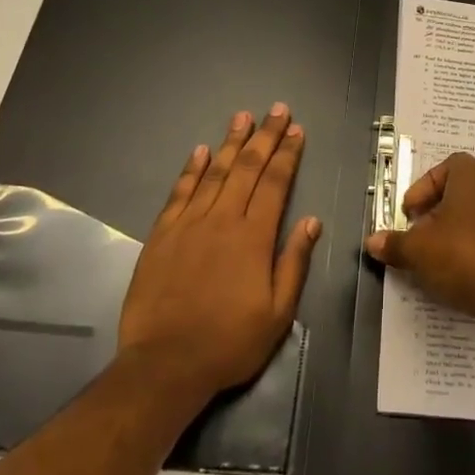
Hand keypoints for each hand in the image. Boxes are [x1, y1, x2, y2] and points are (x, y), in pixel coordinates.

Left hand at [118, 105, 319, 399]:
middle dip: (265, 136)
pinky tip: (200, 150)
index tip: (297, 130)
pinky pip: (180, 192)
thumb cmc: (229, 342)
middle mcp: (223, 219)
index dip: (287, 154)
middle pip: (248, 167)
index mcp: (254, 237)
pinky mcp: (162, 234)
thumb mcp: (277, 313)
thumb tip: (311, 222)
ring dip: (231, 142)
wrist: (164, 365)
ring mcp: (189, 224)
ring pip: (215, 172)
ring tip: (243, 116)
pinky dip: (192, 169)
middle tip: (277, 109)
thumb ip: (294, 263)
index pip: (275, 183)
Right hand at [364, 153, 474, 338]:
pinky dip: (474, 250)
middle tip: (419, 235)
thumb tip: (372, 242)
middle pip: (461, 192)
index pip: (446, 167)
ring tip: (436, 258)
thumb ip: (394, 243)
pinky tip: (460, 274)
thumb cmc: (463, 256)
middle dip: (436, 212)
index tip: (410, 213)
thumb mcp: (418, 250)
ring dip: (455, 232)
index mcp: (474, 176)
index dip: (424, 187)